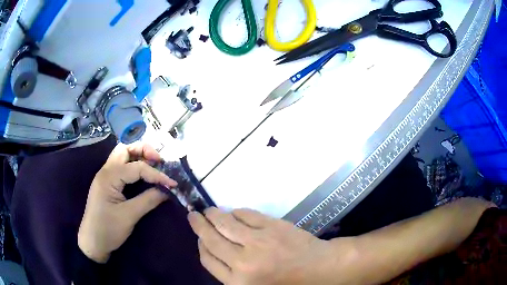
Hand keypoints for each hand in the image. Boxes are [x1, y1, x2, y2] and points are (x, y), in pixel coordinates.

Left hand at [78, 142, 176, 262]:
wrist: (92, 242)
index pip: (136, 167)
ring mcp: (105, 176)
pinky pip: (120, 166)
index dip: (156, 174)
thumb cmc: (108, 229)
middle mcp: (106, 170)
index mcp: (109, 177)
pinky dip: (132, 165)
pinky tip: (141, 173)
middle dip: (144, 150)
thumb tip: (167, 191)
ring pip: (122, 155)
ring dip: (137, 156)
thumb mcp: (129, 216)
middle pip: (125, 149)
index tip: (172, 184)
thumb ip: (148, 200)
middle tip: (159, 161)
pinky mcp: (106, 183)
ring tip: (153, 164)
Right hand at [188, 207, 354, 284]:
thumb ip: (230, 273)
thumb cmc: (286, 282)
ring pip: (225, 223)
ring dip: (213, 214)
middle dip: (199, 225)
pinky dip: (236, 212)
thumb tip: (213, 248)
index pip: (207, 259)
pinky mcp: (272, 226)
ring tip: (209, 211)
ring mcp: (258, 242)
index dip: (200, 245)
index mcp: (237, 282)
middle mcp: (243, 263)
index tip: (199, 238)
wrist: (319, 269)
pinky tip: (234, 213)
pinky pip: (246, 214)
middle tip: (193, 216)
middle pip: (211, 239)